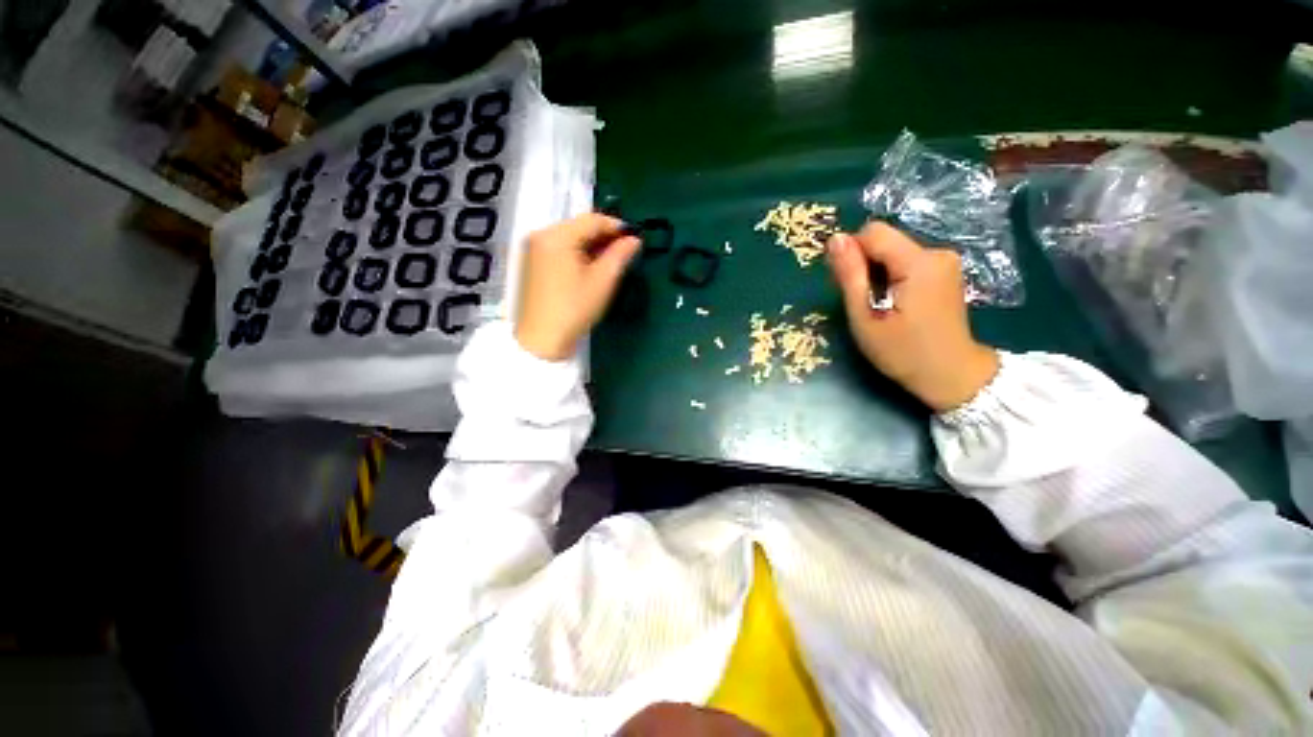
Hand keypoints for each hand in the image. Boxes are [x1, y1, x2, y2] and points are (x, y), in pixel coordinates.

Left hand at [514, 213, 640, 360]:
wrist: (542, 340)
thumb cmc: (574, 308)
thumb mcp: (602, 281)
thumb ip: (620, 255)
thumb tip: (634, 240)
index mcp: (557, 236)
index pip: (592, 220)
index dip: (616, 226)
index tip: (635, 237)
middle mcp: (542, 235)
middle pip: (579, 227)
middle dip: (604, 237)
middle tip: (625, 251)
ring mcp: (534, 250)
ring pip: (570, 239)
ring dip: (592, 246)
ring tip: (611, 260)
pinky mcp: (533, 264)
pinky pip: (561, 250)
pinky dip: (578, 254)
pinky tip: (591, 267)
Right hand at [827, 222, 998, 411]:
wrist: (952, 375)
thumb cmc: (903, 352)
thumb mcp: (865, 318)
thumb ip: (850, 276)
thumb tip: (835, 238)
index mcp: (919, 263)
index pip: (873, 232)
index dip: (852, 254)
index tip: (849, 285)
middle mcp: (937, 252)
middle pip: (884, 241)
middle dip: (865, 265)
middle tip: (862, 302)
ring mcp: (945, 261)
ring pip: (893, 251)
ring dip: (877, 273)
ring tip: (879, 307)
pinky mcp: (946, 271)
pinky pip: (907, 261)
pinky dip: (892, 277)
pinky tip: (894, 303)